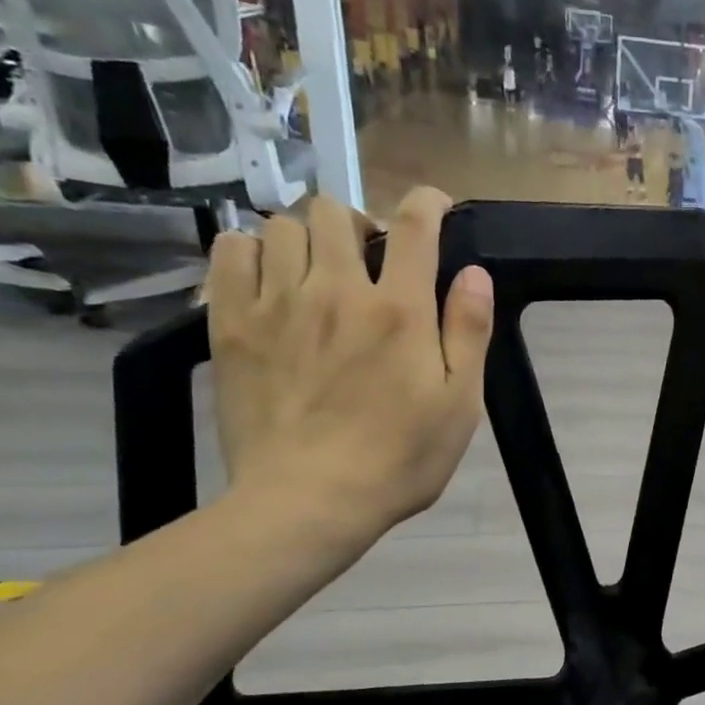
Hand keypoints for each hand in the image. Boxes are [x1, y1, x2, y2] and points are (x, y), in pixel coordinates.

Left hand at [205, 186, 492, 547]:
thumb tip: (475, 272)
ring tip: (318, 269)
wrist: (309, 502)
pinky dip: (250, 249)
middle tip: (369, 257)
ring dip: (306, 236)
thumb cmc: (400, 458)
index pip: (414, 226)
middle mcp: (337, 291)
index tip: (434, 206)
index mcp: (399, 310)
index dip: (427, 203)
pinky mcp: (231, 326)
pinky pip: (229, 252)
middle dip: (359, 220)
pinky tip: (269, 277)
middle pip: (335, 211)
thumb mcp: (460, 403)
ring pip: (280, 225)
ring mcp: (277, 305)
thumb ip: (468, 331)